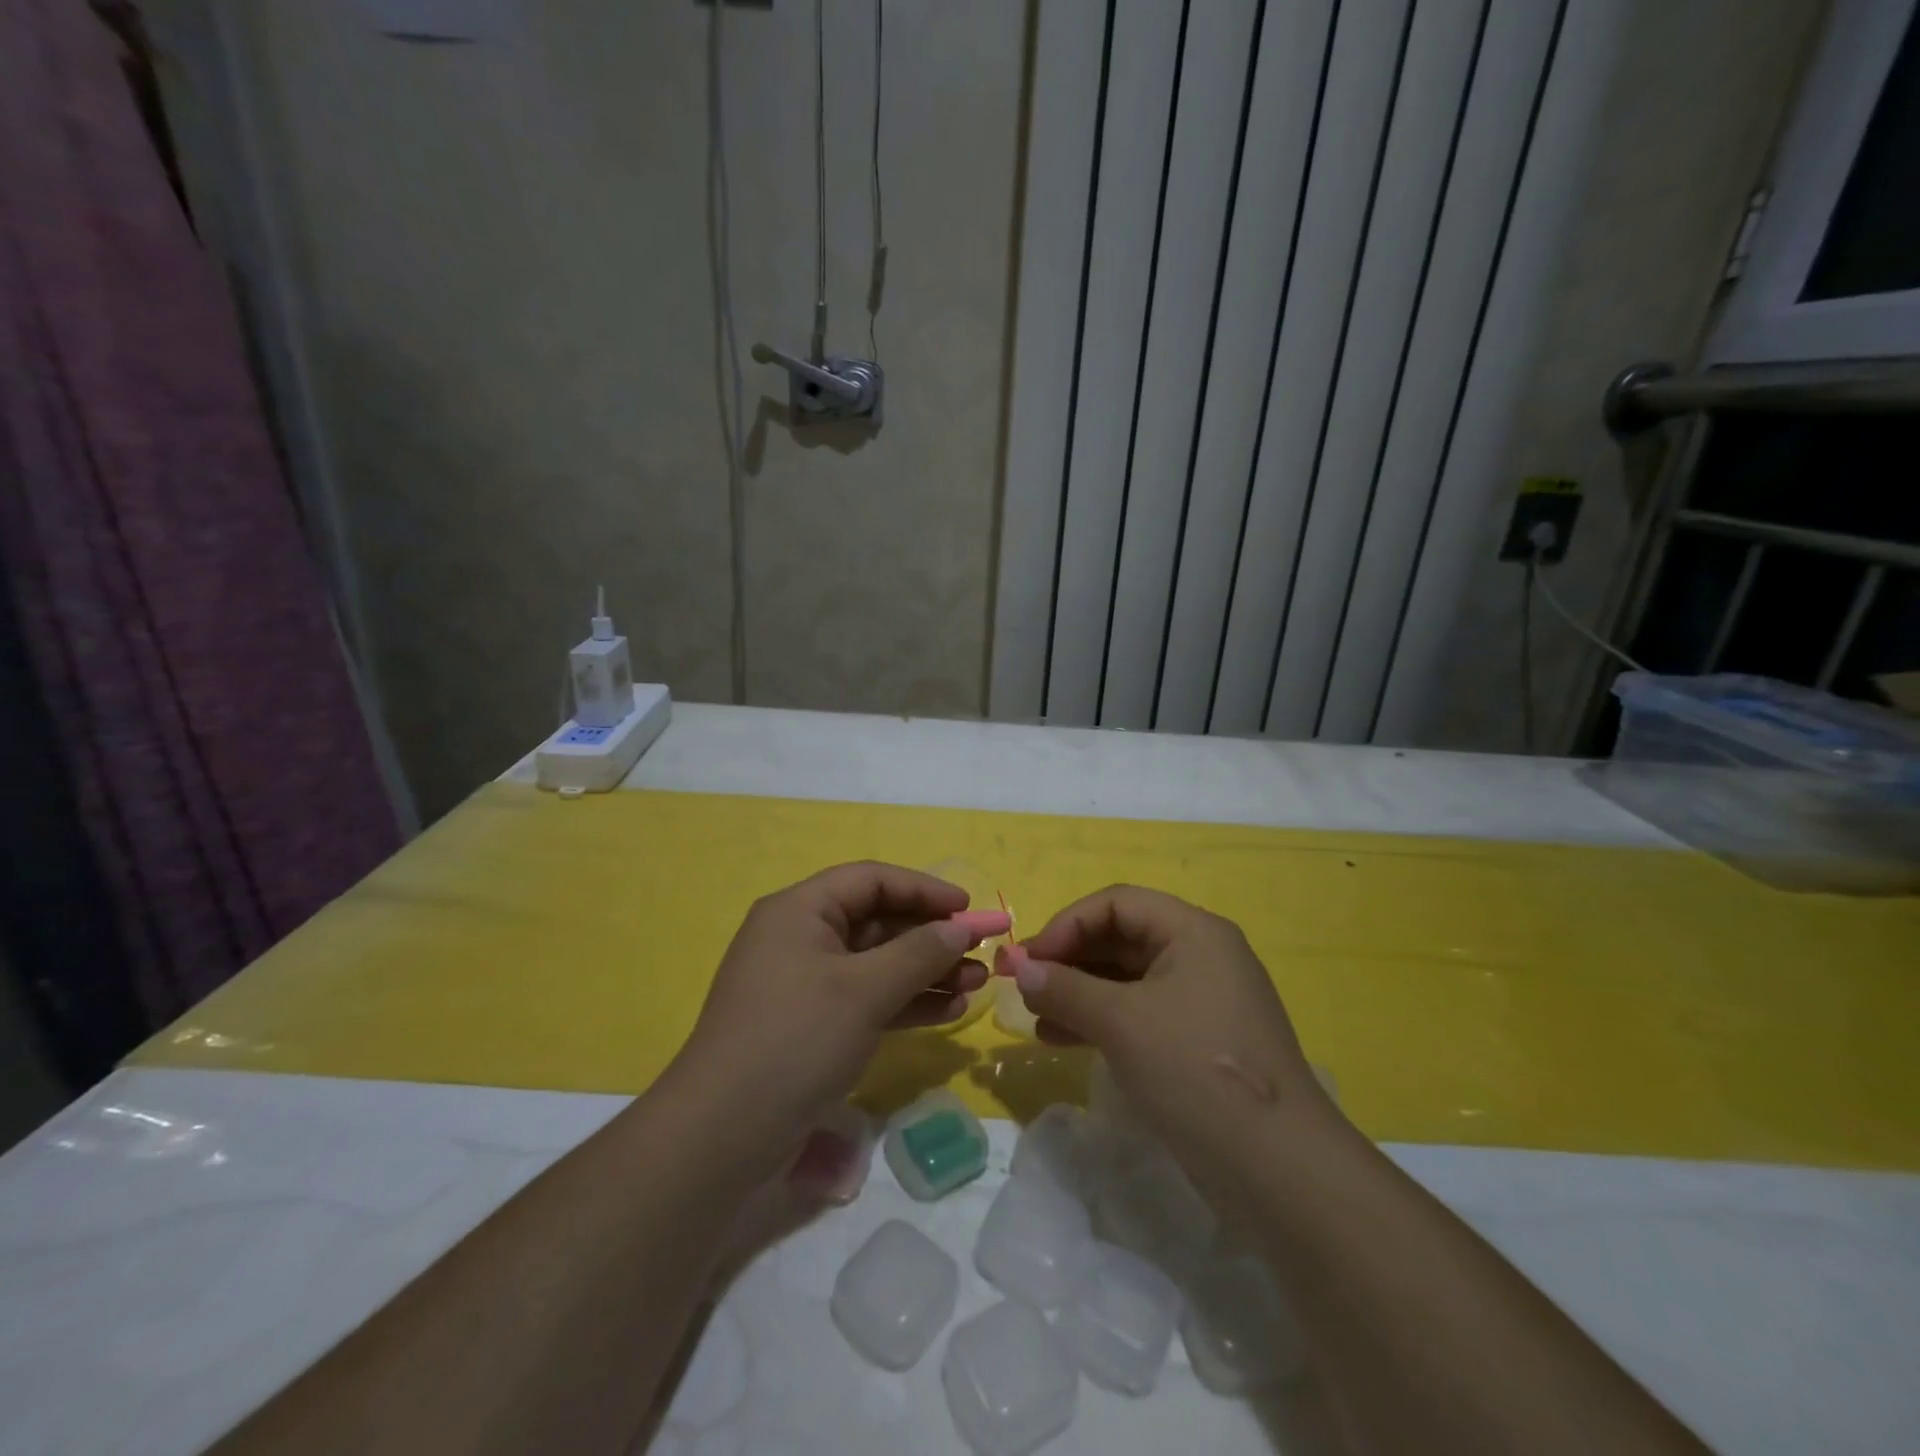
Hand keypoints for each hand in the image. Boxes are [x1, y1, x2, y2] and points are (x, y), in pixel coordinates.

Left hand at [669, 862, 1009, 1170]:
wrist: (722, 1136)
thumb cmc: (795, 1039)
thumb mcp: (863, 990)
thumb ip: (919, 953)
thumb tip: (962, 926)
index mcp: (800, 910)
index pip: (871, 880)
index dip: (922, 888)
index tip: (968, 907)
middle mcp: (801, 938)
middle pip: (877, 921)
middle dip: (931, 937)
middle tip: (981, 953)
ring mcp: (806, 985)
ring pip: (877, 964)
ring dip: (926, 972)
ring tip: (977, 986)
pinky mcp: (812, 1025)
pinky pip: (868, 999)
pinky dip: (905, 1002)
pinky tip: (949, 1013)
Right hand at [1001, 886, 1330, 1168]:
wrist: (1280, 1171)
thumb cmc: (1195, 1071)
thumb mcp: (1121, 1023)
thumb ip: (1065, 989)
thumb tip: (1019, 968)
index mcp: (1193, 932)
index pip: (1117, 903)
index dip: (1067, 924)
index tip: (1029, 960)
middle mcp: (1201, 955)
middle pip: (1122, 938)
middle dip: (1069, 960)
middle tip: (1025, 987)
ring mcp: (1203, 1001)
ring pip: (1127, 980)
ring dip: (1079, 993)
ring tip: (1036, 1019)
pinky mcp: (1199, 1042)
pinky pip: (1140, 1014)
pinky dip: (1102, 1021)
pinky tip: (1063, 1040)